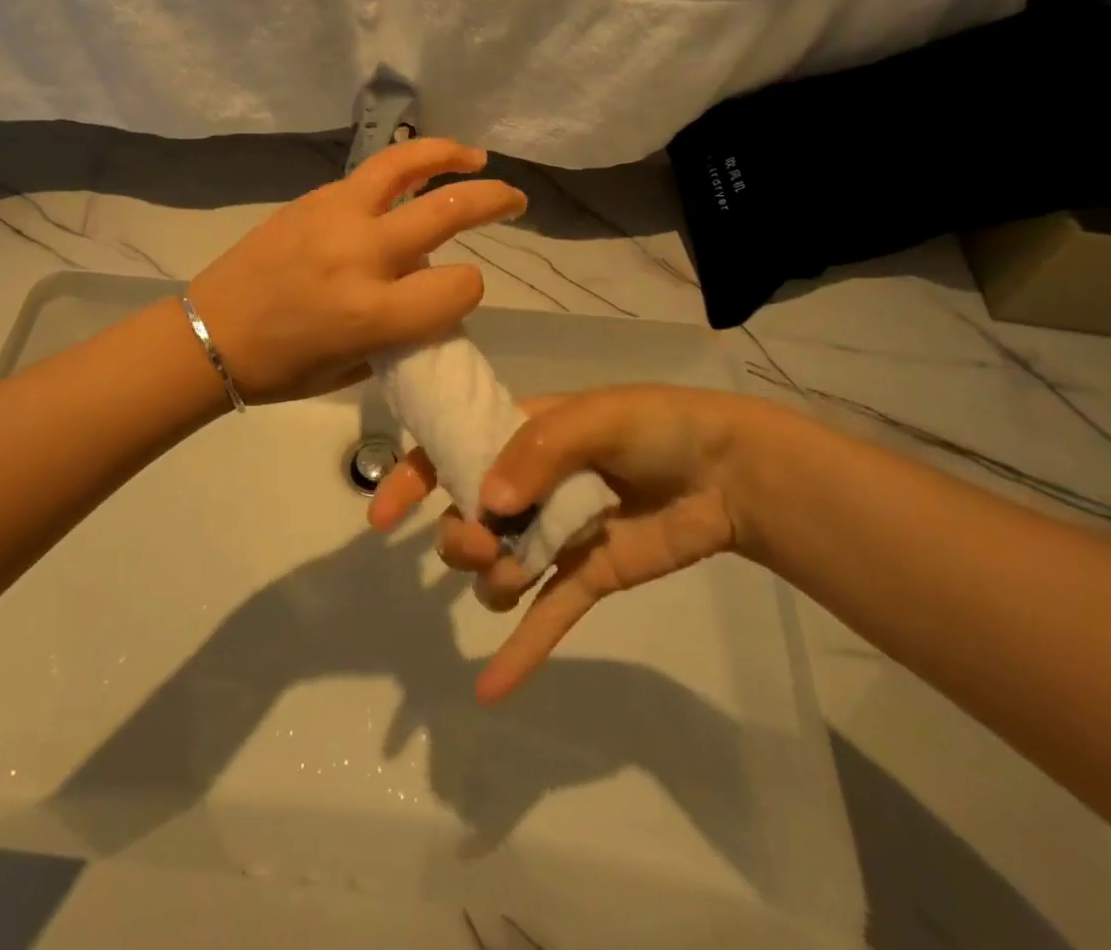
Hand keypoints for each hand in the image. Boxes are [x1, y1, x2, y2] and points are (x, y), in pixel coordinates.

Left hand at [185, 138, 524, 403]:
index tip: (457, 295)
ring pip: (406, 165)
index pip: (458, 287)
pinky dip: (402, 169)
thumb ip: (403, 332)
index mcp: (371, 313)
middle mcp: (360, 255)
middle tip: (514, 198)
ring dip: (448, 154)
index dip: (469, 291)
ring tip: (474, 156)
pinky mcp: (313, 199)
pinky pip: (369, 175)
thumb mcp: (355, 366)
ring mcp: (334, 217)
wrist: (209, 333)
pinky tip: (412, 176)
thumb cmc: (281, 368)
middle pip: (447, 212)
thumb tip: (431, 297)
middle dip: (493, 200)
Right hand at [369, 386, 774, 700]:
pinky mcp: (586, 575)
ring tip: (515, 577)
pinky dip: (520, 653)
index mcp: (519, 437)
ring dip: (493, 582)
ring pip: (497, 569)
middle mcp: (528, 486)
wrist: (727, 471)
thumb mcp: (594, 419)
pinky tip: (489, 691)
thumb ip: (537, 453)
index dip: (411, 479)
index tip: (382, 516)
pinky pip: (545, 617)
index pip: (449, 452)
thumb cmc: (655, 426)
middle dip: (460, 539)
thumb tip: (486, 504)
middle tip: (482, 544)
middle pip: (465, 519)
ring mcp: (554, 534)